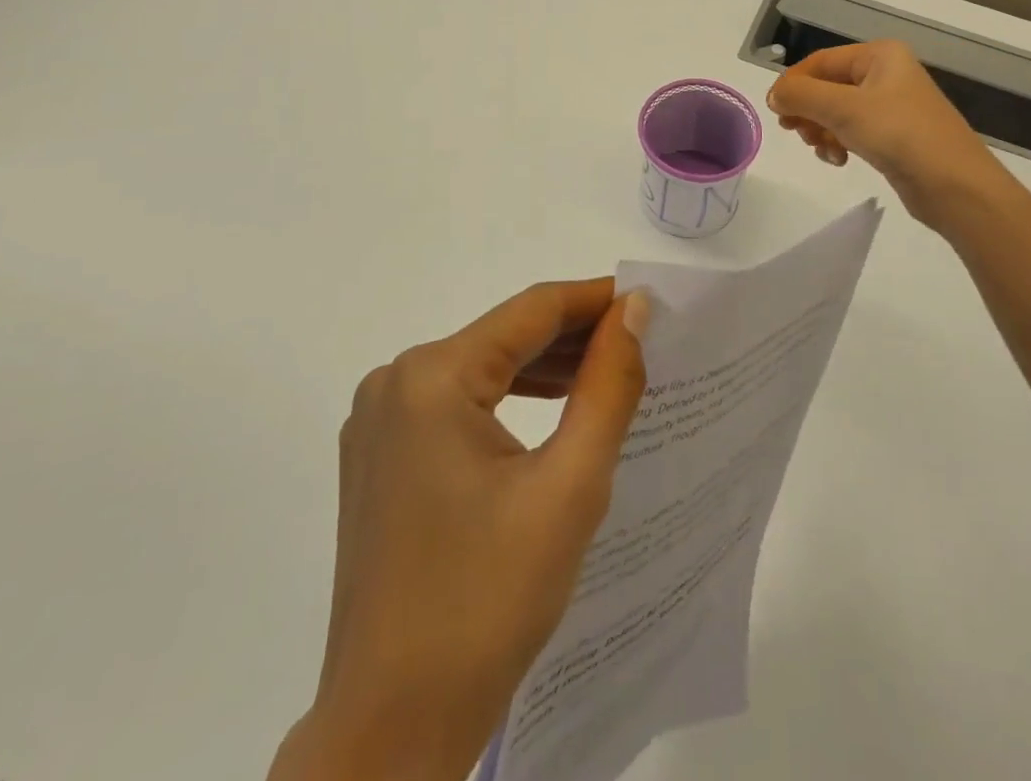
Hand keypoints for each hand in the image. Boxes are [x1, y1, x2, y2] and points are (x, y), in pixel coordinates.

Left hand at [271, 280, 650, 780]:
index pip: (532, 310)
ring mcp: (379, 420)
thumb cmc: (488, 602)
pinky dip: (511, 399)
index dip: (596, 299)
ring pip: (483, 367)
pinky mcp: (381, 455)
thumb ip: (608, 385)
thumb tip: (634, 309)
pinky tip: (555, 410)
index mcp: (431, 378)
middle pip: (505, 336)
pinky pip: (458, 402)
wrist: (391, 730)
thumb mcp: (570, 486)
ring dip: (547, 368)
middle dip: (576, 336)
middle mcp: (394, 382)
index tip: (651, 301)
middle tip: (643, 342)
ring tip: (610, 372)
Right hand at [766, 40, 1010, 226]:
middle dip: (808, 110)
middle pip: (828, 86)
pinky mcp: (895, 135)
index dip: (793, 83)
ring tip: (823, 150)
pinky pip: (854, 131)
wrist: (954, 185)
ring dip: (822, 130)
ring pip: (838, 112)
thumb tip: (774, 95)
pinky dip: (840, 142)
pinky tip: (840, 160)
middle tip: (796, 133)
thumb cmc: (899, 134)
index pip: (821, 61)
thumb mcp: (843, 109)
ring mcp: (892, 106)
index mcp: (880, 55)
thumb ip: (801, 96)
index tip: (775, 112)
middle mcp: (886, 74)